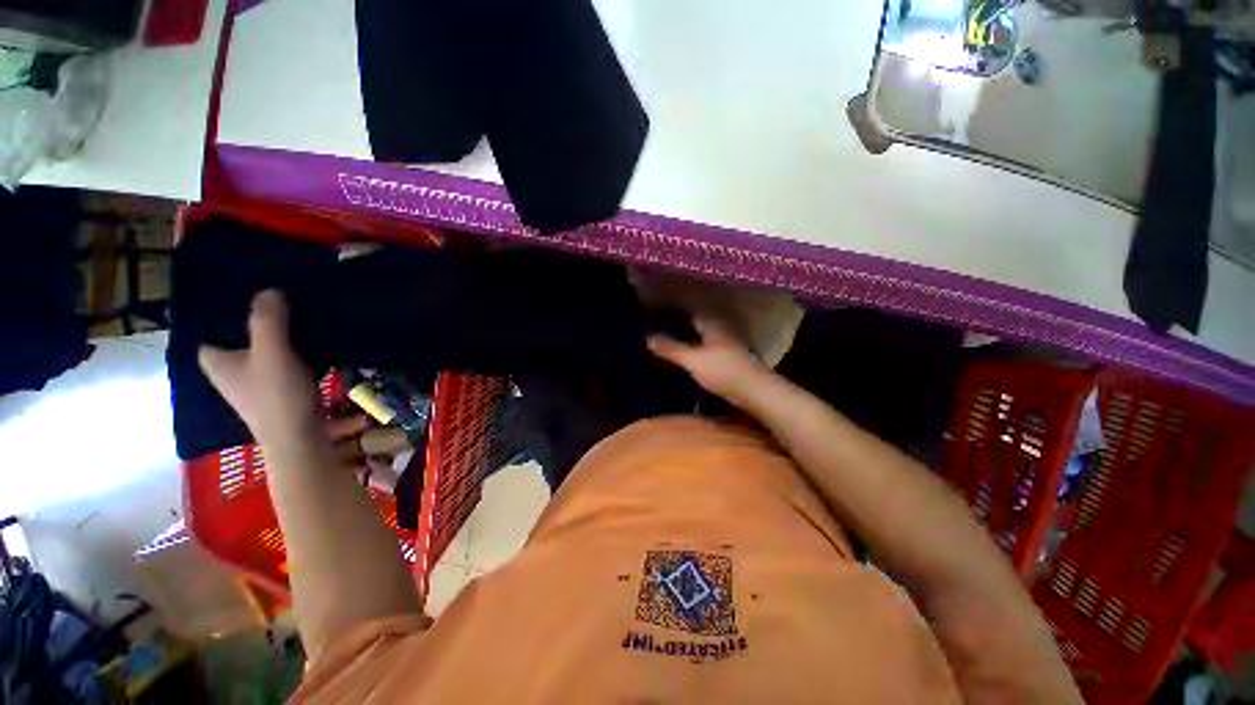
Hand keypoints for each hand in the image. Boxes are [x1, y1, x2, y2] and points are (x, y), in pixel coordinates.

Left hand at [199, 290, 320, 448]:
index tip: (256, 282)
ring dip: (282, 329)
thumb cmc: (276, 397)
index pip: (215, 319)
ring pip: (265, 342)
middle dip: (262, 313)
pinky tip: (312, 335)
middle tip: (285, 291)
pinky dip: (294, 344)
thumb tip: (269, 289)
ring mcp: (253, 376)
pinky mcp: (278, 384)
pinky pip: (283, 354)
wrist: (301, 438)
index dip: (233, 300)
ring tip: (301, 308)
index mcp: (213, 357)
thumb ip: (267, 320)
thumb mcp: (271, 353)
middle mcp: (228, 365)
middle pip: (243, 330)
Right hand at [647, 316, 771, 408]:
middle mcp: (721, 330)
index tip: (659, 310)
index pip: (692, 310)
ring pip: (704, 335)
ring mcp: (728, 344)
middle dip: (682, 323)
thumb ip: (670, 348)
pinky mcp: (731, 359)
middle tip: (661, 325)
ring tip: (671, 339)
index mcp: (712, 324)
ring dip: (690, 336)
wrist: (755, 392)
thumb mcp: (692, 360)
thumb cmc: (723, 371)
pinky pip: (709, 347)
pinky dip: (698, 348)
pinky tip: (689, 355)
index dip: (676, 309)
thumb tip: (648, 338)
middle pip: (698, 322)